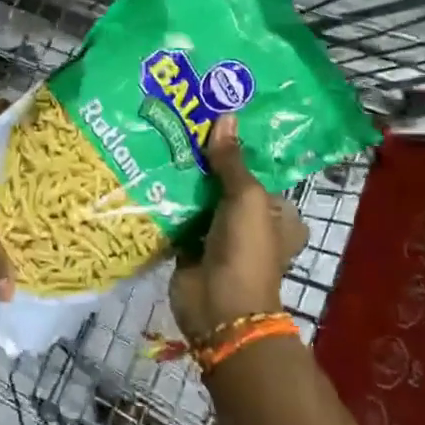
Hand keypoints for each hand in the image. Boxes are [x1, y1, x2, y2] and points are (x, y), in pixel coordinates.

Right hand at [170, 114, 306, 339]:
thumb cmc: (246, 250)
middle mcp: (250, 224)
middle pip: (226, 183)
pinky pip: (177, 217)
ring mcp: (219, 237)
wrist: (219, 308)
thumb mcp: (246, 197)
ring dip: (183, 179)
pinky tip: (147, 174)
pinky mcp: (191, 248)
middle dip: (205, 161)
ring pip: (200, 199)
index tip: (214, 121)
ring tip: (160, 140)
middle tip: (180, 125)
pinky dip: (165, 202)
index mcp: (277, 215)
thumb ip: (232, 160)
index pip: (259, 172)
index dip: (240, 148)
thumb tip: (225, 116)